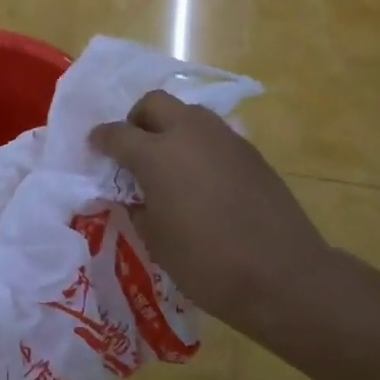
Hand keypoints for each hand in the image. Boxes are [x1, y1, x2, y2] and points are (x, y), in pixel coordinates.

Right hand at [90, 90, 331, 334]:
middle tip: (135, 147)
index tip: (96, 147)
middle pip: (154, 103)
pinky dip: (199, 145)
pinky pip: (214, 135)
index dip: (102, 139)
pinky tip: (202, 177)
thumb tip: (136, 193)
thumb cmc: (207, 263)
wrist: (284, 275)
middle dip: (137, 119)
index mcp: (156, 154)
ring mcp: (224, 138)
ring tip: (170, 161)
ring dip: (171, 127)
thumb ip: (139, 206)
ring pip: (188, 113)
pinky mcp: (251, 151)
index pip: (117, 133)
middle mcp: (188, 133)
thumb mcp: (156, 240)